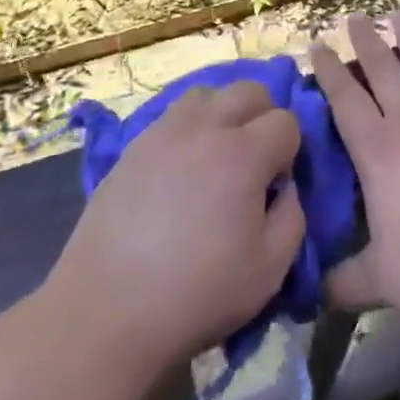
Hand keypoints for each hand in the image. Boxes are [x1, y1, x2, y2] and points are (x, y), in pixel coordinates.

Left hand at [49, 82, 304, 371]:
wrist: (107, 310)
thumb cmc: (196, 294)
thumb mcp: (269, 271)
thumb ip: (292, 219)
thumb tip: (286, 187)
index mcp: (243, 155)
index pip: (286, 121)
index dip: (290, 149)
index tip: (277, 182)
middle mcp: (205, 129)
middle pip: (249, 90)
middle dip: (263, 116)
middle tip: (255, 161)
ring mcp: (164, 132)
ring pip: (207, 94)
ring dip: (223, 113)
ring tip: (216, 155)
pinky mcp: (134, 146)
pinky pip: (173, 115)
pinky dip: (189, 128)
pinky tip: (182, 167)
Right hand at [309, 11, 399, 335]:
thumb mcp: (381, 280)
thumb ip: (342, 282)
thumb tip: (307, 294)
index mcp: (378, 152)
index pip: (345, 100)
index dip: (328, 70)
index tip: (316, 44)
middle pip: (383, 70)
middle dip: (366, 40)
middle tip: (355, 16)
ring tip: (399, 13)